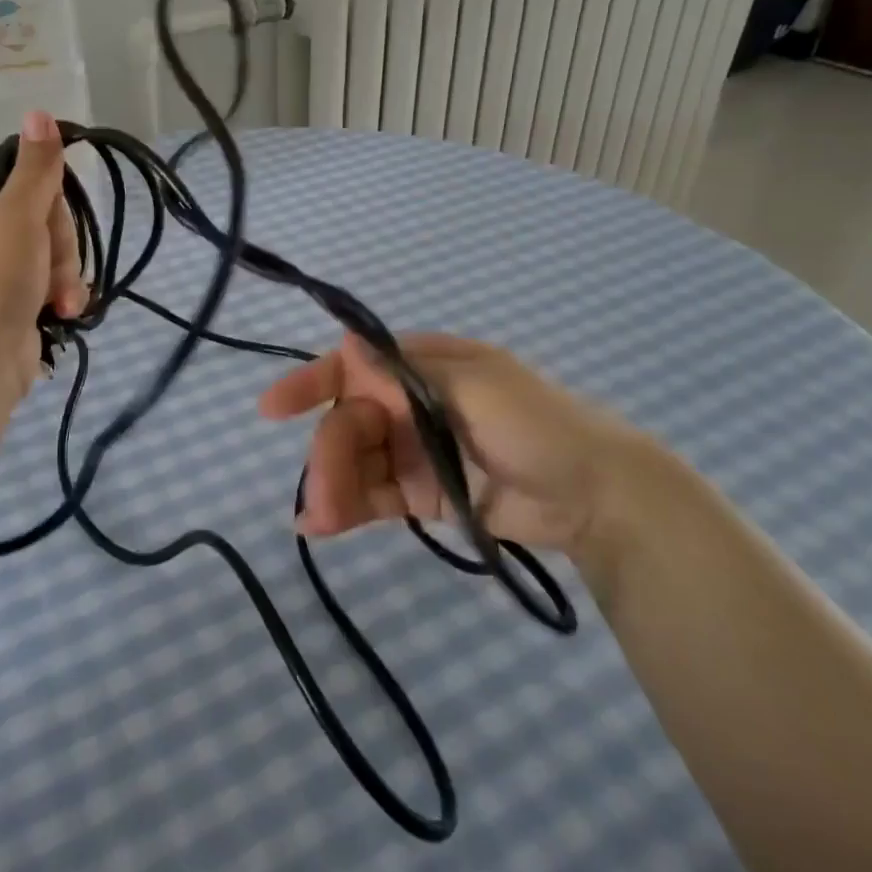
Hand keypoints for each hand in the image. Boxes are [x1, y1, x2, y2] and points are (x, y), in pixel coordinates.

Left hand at [0, 110, 85, 395]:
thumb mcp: (19, 213)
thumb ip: (37, 166)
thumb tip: (38, 111)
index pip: (22, 176)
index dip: (46, 192)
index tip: (50, 210)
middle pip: (45, 215)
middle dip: (60, 243)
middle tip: (50, 264)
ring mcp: (1, 271)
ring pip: (56, 252)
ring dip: (66, 274)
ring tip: (58, 299)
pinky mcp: (18, 303)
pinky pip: (55, 283)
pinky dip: (63, 296)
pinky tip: (62, 311)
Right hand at [258, 332, 656, 557]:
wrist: (597, 497)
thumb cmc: (537, 425)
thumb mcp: (478, 385)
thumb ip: (409, 372)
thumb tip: (348, 346)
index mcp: (420, 367)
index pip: (353, 367)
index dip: (312, 383)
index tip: (274, 407)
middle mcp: (409, 404)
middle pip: (349, 422)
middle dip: (328, 454)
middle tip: (321, 494)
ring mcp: (413, 450)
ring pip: (355, 462)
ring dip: (332, 486)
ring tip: (322, 519)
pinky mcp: (420, 493)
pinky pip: (372, 495)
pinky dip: (346, 507)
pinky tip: (320, 526)